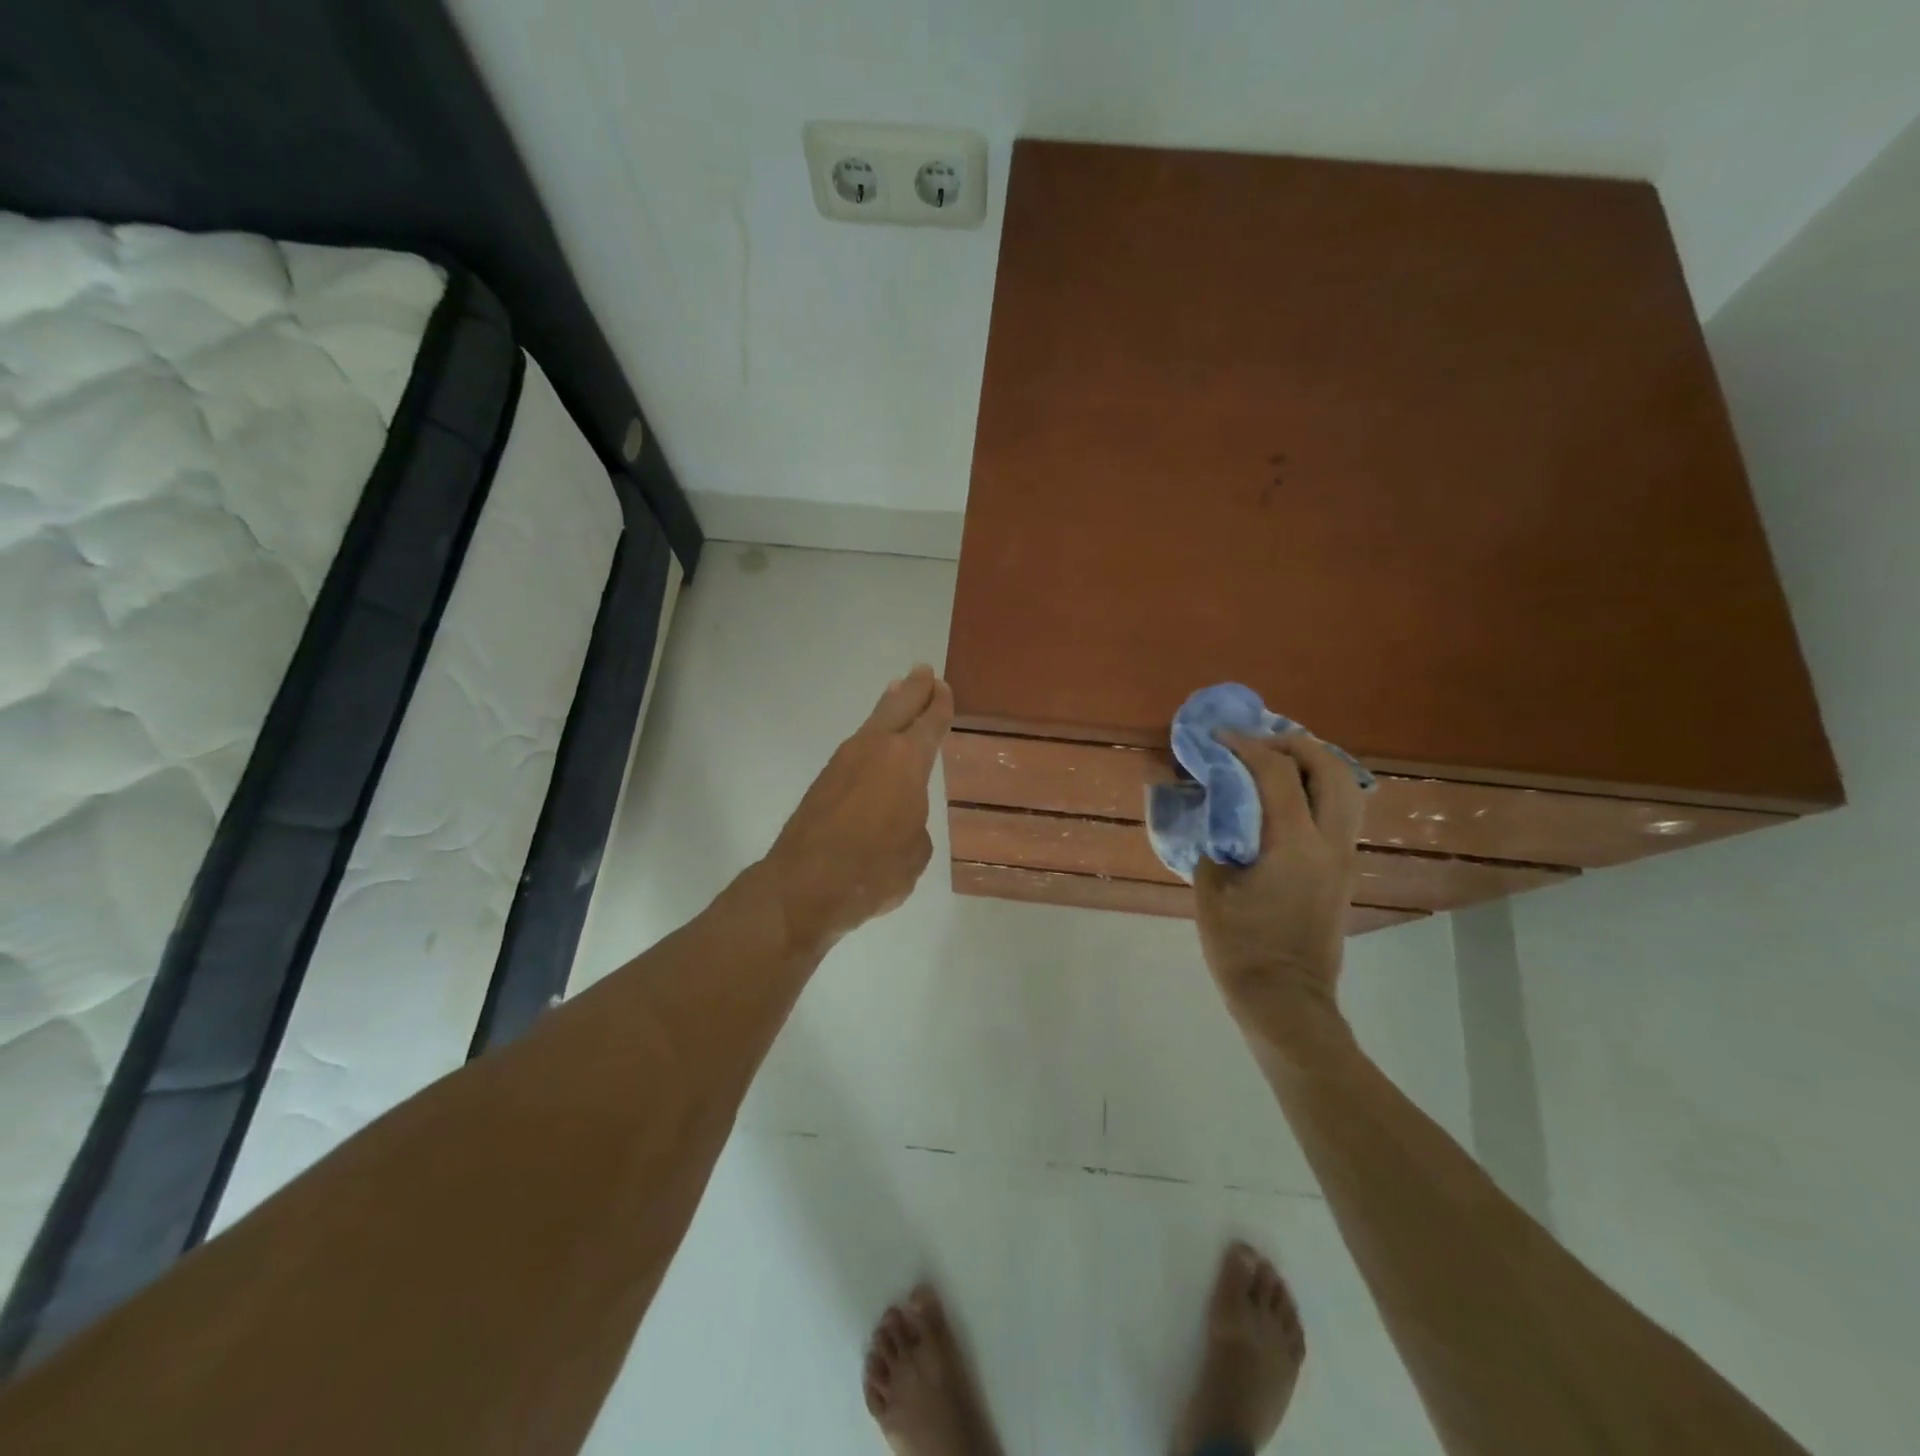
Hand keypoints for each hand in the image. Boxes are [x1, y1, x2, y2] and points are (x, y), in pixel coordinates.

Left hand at [763, 665, 953, 952]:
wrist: (804, 885)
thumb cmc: (873, 871)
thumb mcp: (915, 853)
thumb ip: (914, 826)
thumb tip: (900, 820)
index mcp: (906, 761)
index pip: (930, 724)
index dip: (939, 706)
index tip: (943, 687)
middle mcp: (874, 750)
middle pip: (898, 708)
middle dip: (914, 690)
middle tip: (923, 671)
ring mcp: (844, 762)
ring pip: (872, 724)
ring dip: (888, 707)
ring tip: (897, 692)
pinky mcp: (823, 781)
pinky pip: (856, 746)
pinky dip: (870, 735)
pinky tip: (873, 743)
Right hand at [1194, 732, 1364, 1045]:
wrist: (1285, 1000)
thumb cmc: (1240, 947)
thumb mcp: (1211, 888)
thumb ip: (1214, 838)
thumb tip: (1213, 807)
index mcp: (1292, 846)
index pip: (1277, 774)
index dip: (1246, 747)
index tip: (1218, 738)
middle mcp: (1329, 843)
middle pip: (1329, 768)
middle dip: (1293, 744)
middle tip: (1257, 742)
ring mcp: (1344, 856)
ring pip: (1347, 787)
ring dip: (1314, 762)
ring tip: (1278, 760)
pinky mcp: (1346, 870)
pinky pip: (1342, 810)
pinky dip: (1320, 787)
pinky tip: (1290, 794)